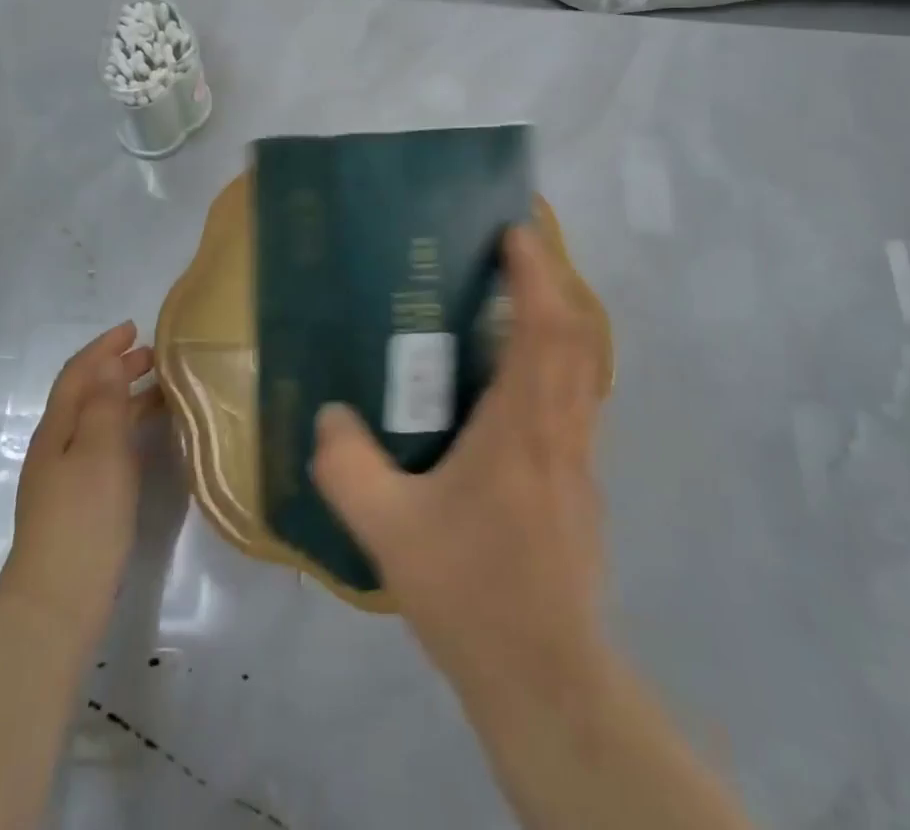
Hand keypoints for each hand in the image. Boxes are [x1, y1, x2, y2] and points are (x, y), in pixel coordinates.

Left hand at [0, 322, 163, 648]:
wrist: (58, 601)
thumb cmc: (83, 517)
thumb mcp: (100, 451)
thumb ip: (105, 404)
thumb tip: (108, 361)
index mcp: (57, 429)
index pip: (78, 374)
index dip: (103, 347)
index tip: (134, 328)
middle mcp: (57, 447)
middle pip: (86, 394)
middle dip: (117, 369)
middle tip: (155, 356)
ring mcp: (66, 477)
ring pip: (97, 421)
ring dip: (125, 397)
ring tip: (163, 390)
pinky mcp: (80, 502)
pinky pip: (105, 446)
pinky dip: (127, 428)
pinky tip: (149, 438)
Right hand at [312, 228, 610, 698]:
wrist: (544, 677)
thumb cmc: (470, 590)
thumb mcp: (387, 528)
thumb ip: (347, 465)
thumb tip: (327, 415)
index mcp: (521, 425)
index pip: (542, 327)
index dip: (534, 273)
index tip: (516, 232)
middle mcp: (560, 429)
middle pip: (574, 336)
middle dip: (551, 283)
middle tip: (515, 255)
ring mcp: (580, 459)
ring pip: (582, 369)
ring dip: (559, 323)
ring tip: (517, 305)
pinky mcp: (582, 487)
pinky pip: (577, 402)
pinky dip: (558, 367)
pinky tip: (517, 387)